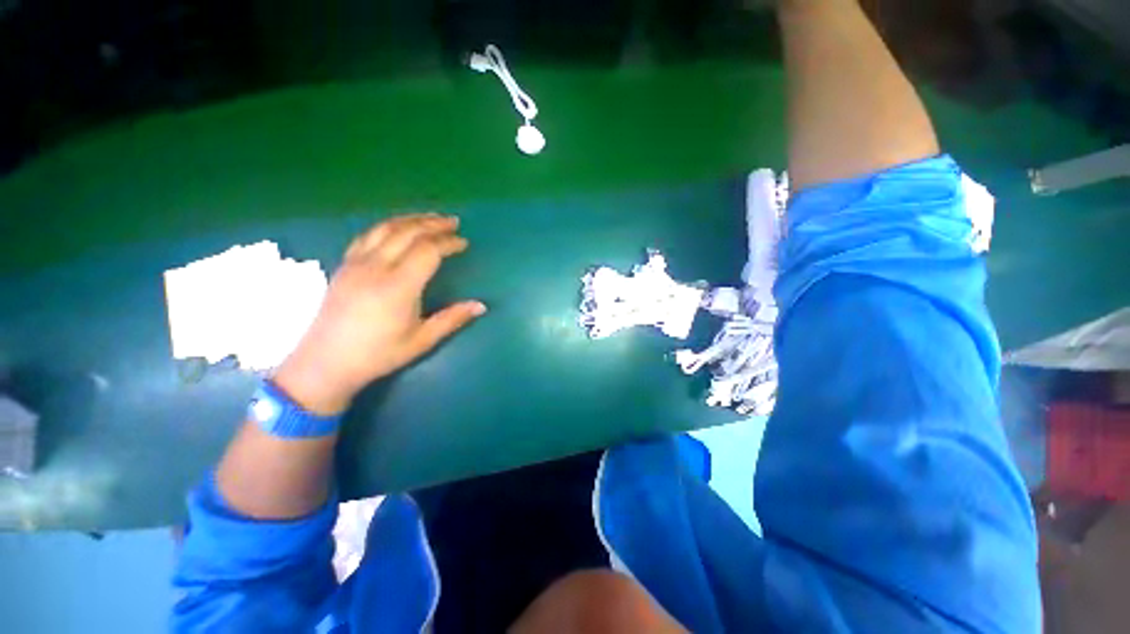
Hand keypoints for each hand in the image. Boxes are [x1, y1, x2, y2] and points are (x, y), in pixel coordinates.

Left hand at [274, 213, 485, 414]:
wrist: (326, 362)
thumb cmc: (378, 354)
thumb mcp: (422, 340)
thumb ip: (453, 319)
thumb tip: (481, 305)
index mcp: (399, 286)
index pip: (428, 251)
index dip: (448, 243)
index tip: (463, 243)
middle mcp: (376, 267)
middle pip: (408, 232)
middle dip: (433, 224)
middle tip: (453, 221)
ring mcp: (356, 263)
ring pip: (386, 228)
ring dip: (411, 219)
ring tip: (430, 218)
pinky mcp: (344, 265)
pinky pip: (367, 235)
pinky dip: (388, 225)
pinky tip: (397, 227)